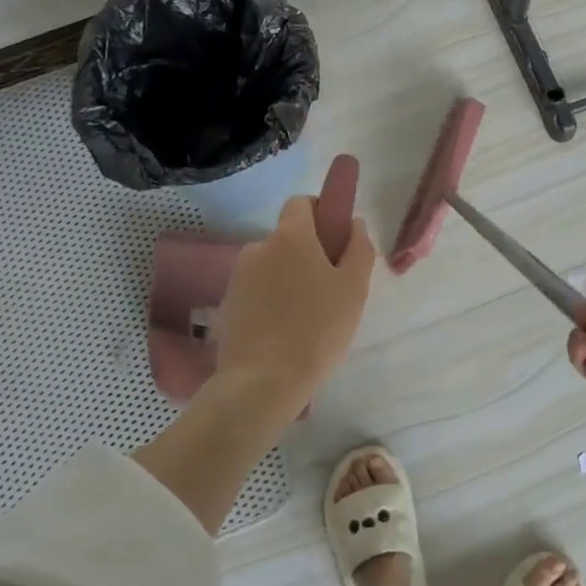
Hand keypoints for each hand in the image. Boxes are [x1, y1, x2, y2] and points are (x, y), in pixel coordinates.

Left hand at [214, 195, 375, 417]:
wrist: (262, 382)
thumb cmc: (317, 330)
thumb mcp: (354, 289)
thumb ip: (359, 248)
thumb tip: (354, 223)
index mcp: (290, 236)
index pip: (300, 203)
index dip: (319, 213)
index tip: (335, 239)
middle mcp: (258, 247)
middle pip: (287, 239)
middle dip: (306, 254)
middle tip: (328, 290)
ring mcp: (237, 277)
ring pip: (271, 267)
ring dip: (287, 280)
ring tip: (305, 318)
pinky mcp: (226, 305)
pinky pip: (255, 292)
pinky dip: (269, 302)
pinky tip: (283, 333)